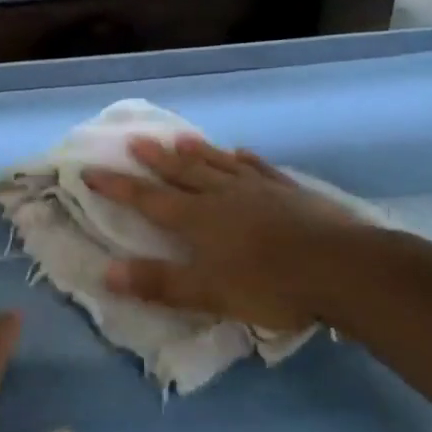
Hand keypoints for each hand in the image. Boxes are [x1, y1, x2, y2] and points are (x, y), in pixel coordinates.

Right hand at [83, 135, 367, 331]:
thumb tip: (106, 272)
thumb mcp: (208, 293)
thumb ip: (158, 283)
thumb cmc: (269, 284)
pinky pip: (260, 168)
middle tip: (135, 140)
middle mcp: (222, 195)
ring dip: (195, 152)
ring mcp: (258, 189)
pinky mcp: (289, 191)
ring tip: (178, 138)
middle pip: (182, 173)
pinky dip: (245, 159)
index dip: (118, 186)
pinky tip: (241, 152)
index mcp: (198, 220)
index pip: (148, 199)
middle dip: (154, 160)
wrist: (340, 267)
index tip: (91, 170)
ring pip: (218, 164)